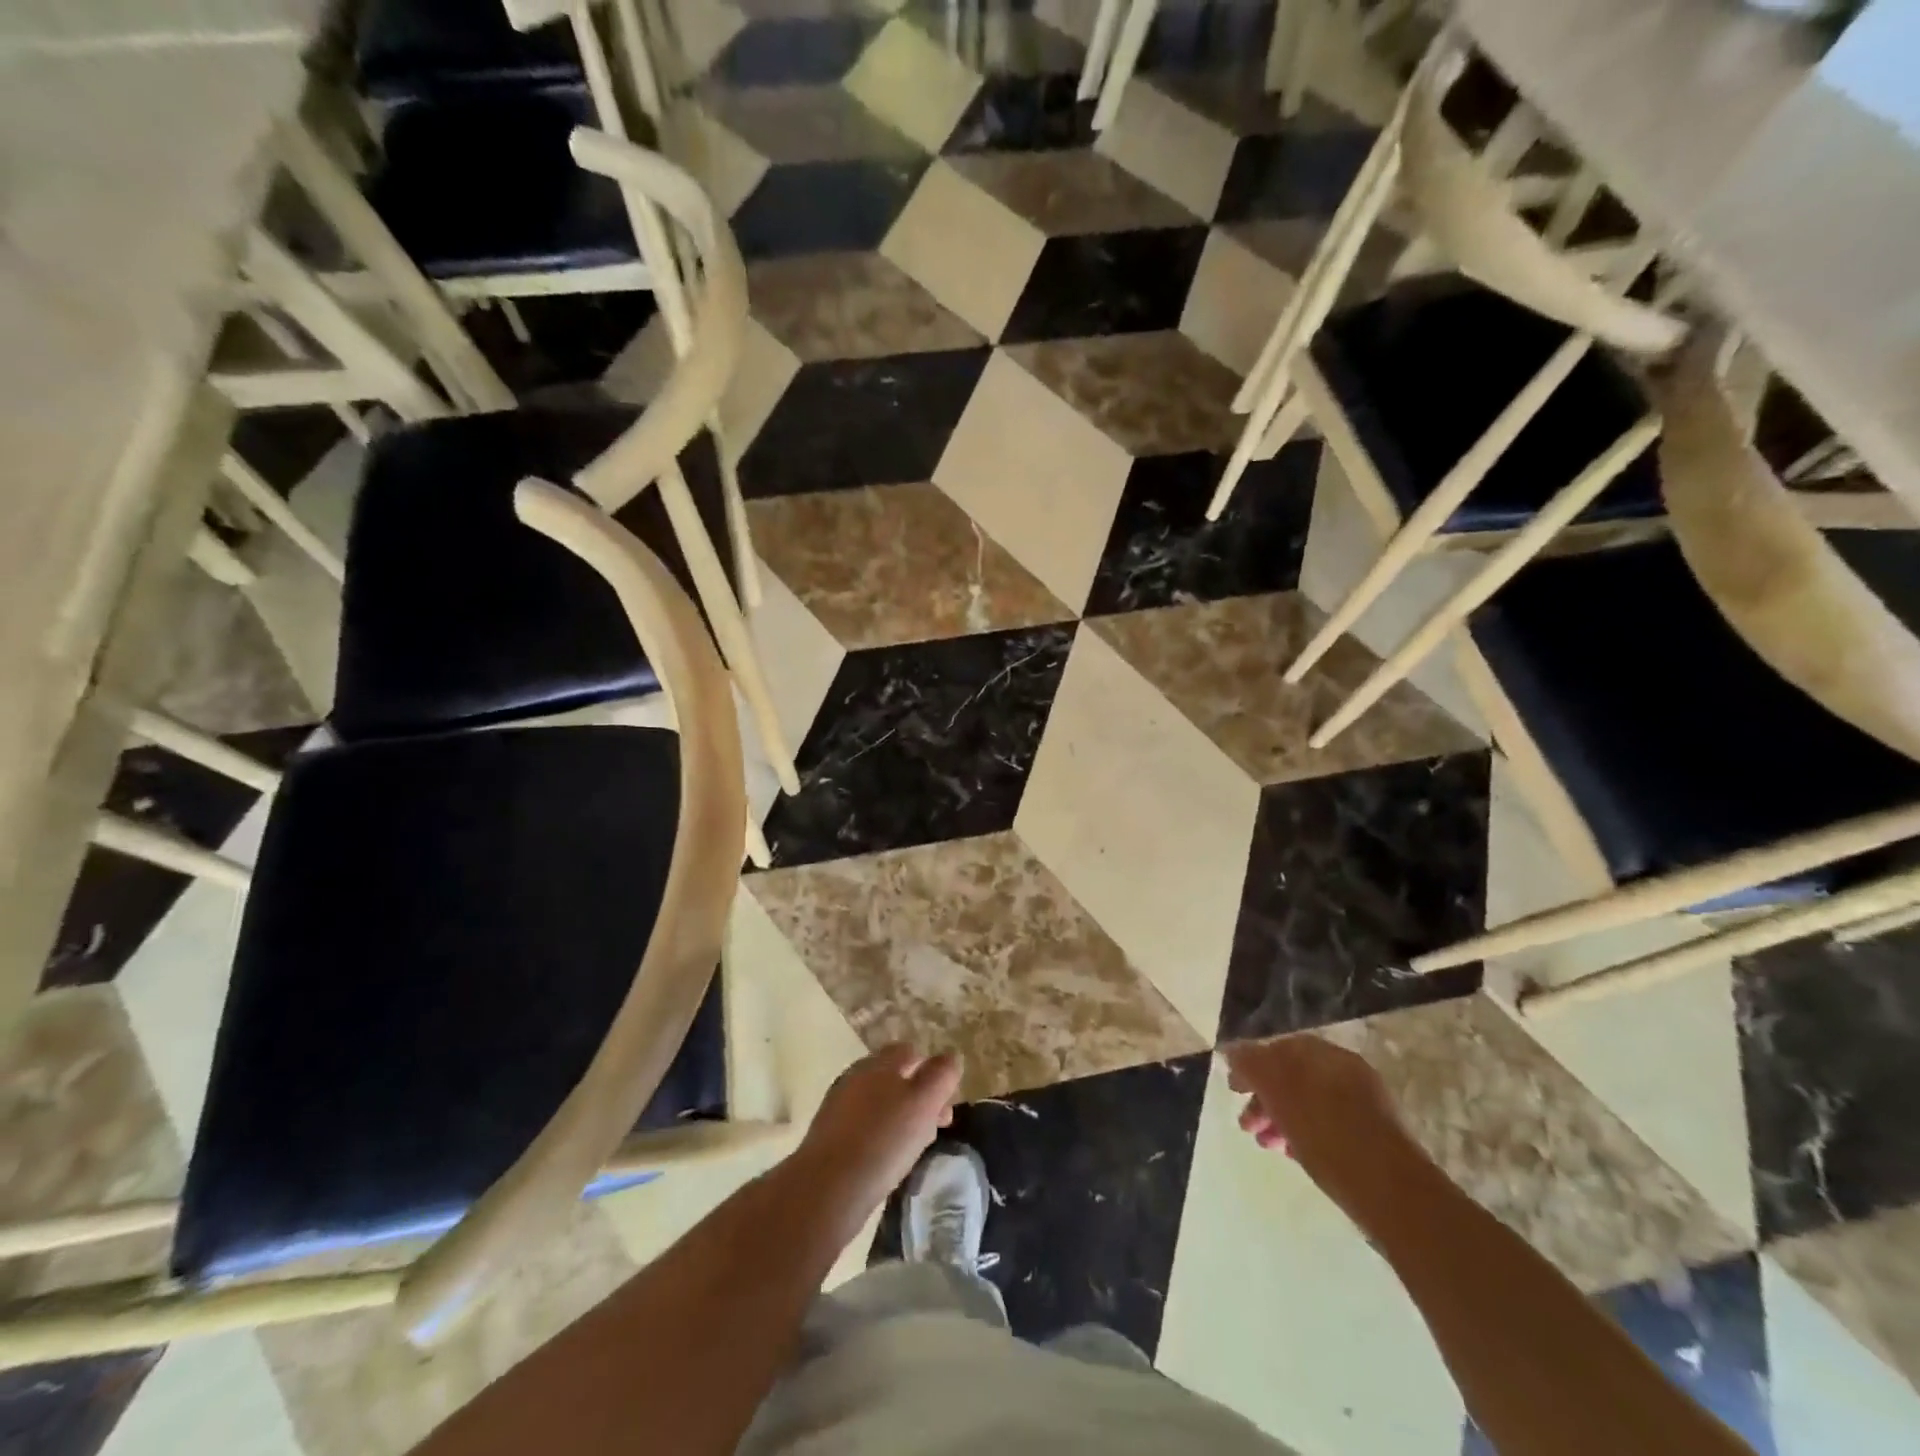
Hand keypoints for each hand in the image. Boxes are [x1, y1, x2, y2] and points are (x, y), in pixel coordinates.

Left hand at [788, 1044, 961, 1240]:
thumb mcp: (923, 1104)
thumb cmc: (883, 1141)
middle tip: (935, 1126)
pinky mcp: (829, 1136)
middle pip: (894, 1077)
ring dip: (900, 1118)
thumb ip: (941, 1076)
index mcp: (879, 1063)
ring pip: (879, 1103)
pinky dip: (880, 1136)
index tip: (945, 1103)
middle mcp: (856, 1077)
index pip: (909, 1051)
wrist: (827, 1188)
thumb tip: (951, 1057)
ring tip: (914, 1147)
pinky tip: (887, 1161)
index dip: (931, 1072)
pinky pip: (864, 1127)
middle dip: (918, 1097)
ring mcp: (839, 1106)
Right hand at [1224, 1035, 1407, 1199]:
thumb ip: (1252, 1065)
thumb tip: (1234, 1051)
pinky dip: (1306, 1134)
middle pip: (1293, 1077)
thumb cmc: (1325, 1133)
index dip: (1252, 1066)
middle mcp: (1344, 1071)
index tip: (1234, 1090)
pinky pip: (1328, 1125)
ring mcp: (1362, 1104)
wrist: (1390, 1190)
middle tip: (1247, 1125)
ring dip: (1282, 1119)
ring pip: (1309, 1103)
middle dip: (1265, 1099)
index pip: (1278, 1048)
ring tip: (1268, 1145)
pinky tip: (1295, 1154)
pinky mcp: (1372, 1137)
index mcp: (1323, 1054)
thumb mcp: (1277, 1091)